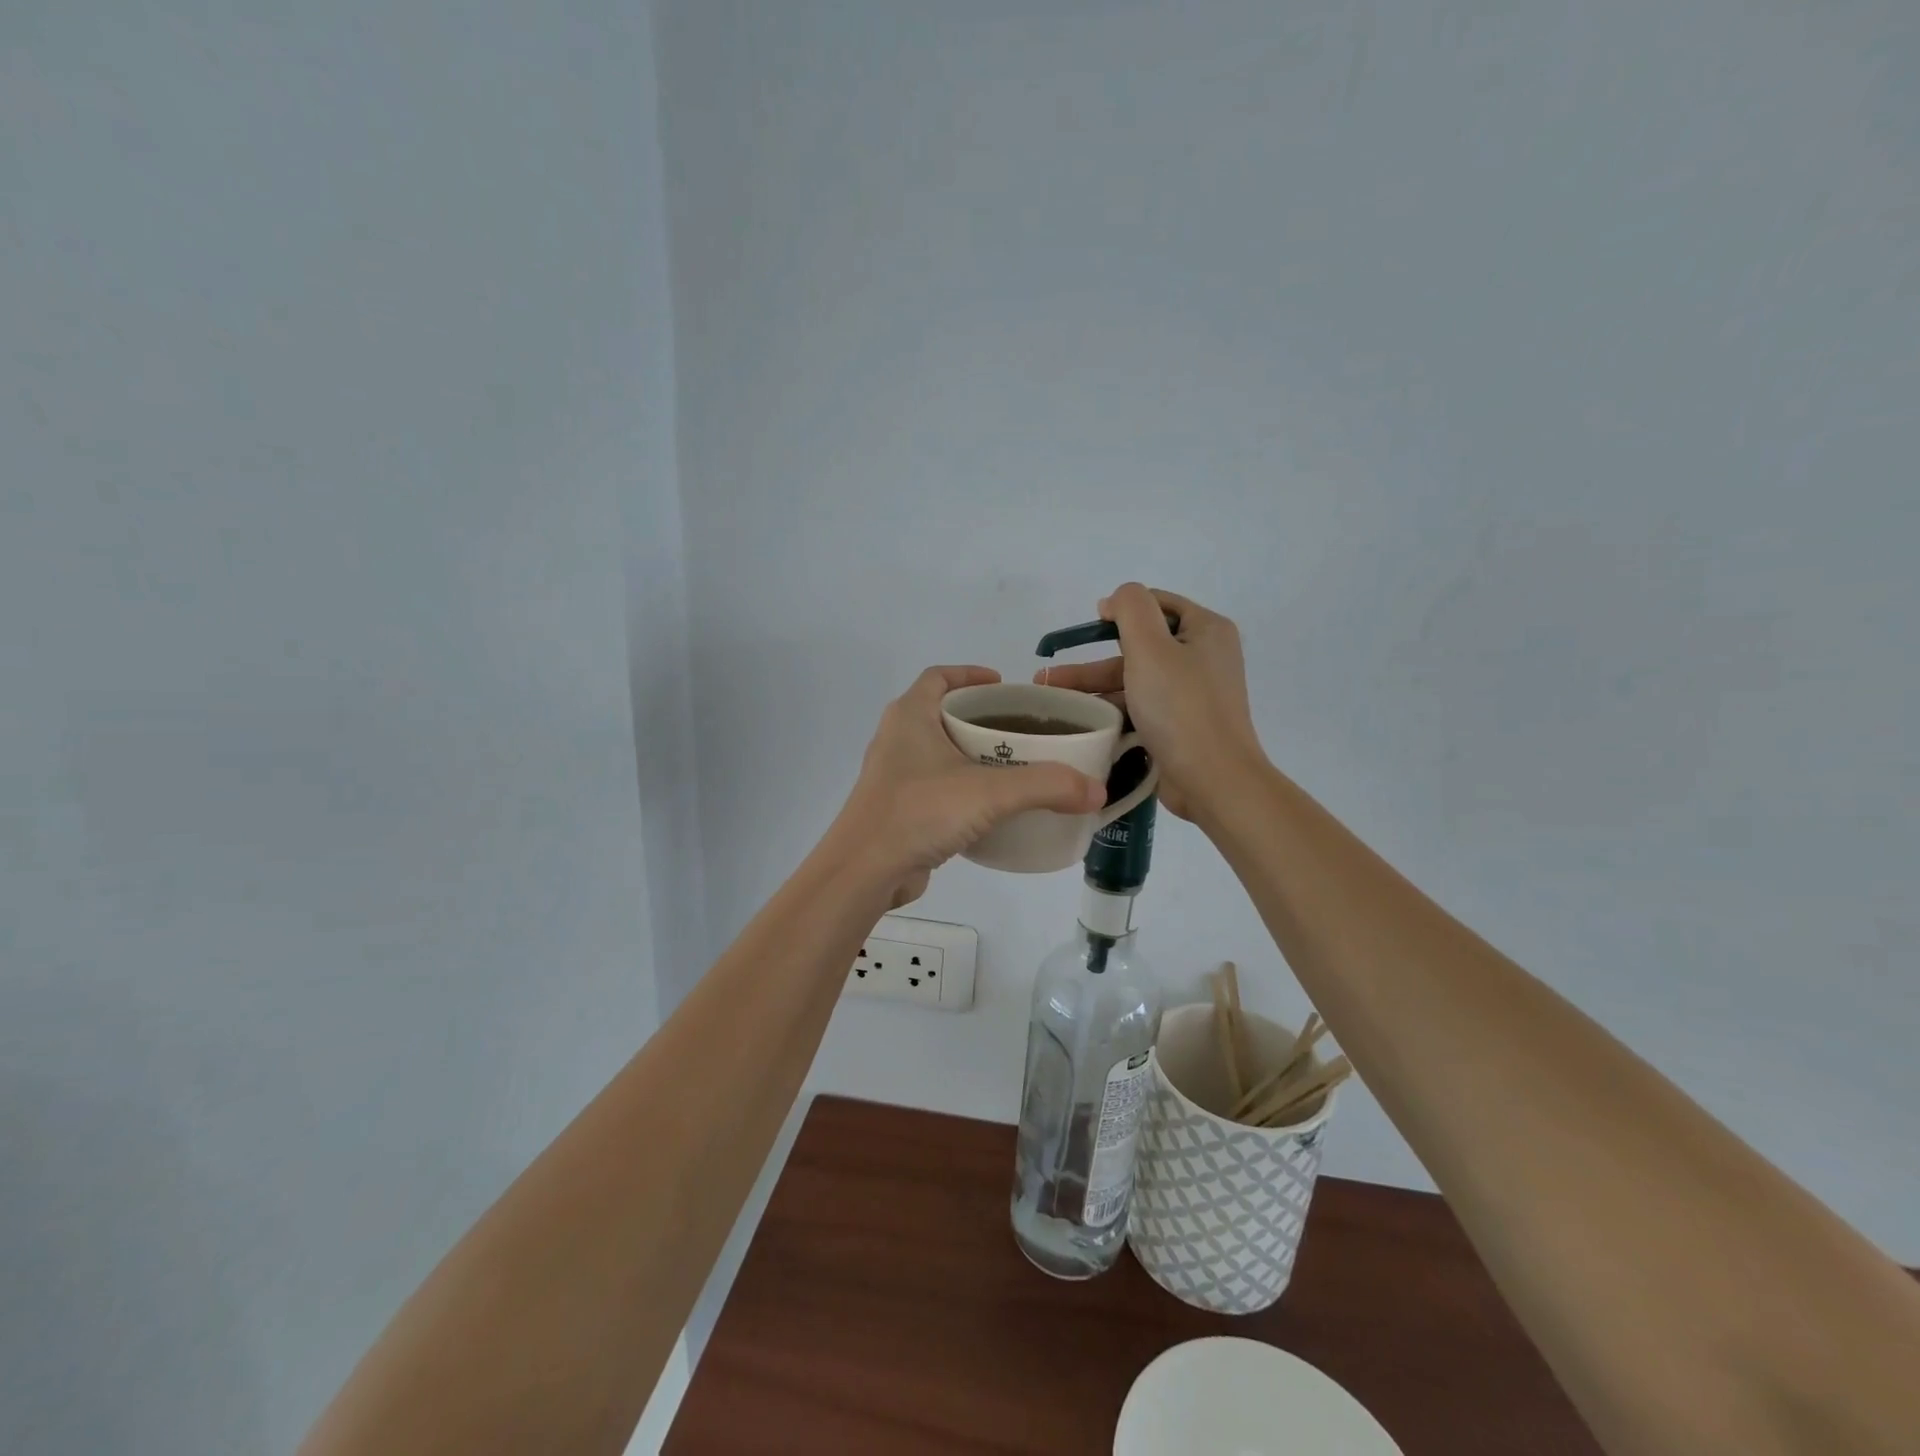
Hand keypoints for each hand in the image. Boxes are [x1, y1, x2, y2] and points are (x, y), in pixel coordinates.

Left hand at [830, 666, 1106, 906]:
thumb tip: (1097, 790)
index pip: (939, 676)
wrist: (864, 871)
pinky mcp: (897, 808)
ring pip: (938, 752)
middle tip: (1021, 730)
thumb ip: (1046, 786)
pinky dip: (962, 788)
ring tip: (1014, 767)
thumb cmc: (920, 812)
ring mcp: (893, 775)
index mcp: (910, 715)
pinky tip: (990, 808)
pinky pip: (935, 786)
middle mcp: (897, 738)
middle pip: (942, 713)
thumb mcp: (990, 793)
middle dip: (980, 718)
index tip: (1004, 685)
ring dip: (971, 754)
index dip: (970, 675)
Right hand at [1033, 584, 1265, 820]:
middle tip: (1051, 676)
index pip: (1157, 604)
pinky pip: (1141, 708)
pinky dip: (1113, 712)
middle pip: (1139, 647)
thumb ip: (1131, 609)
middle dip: (1093, 661)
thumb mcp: (1151, 647)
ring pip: (1135, 681)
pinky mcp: (1181, 726)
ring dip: (1095, 689)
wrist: (1213, 780)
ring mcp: (1192, 695)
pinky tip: (1082, 723)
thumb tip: (1115, 600)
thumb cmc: (1181, 708)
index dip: (1121, 611)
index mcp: (1206, 630)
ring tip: (1053, 703)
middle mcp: (1203, 657)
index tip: (1089, 627)